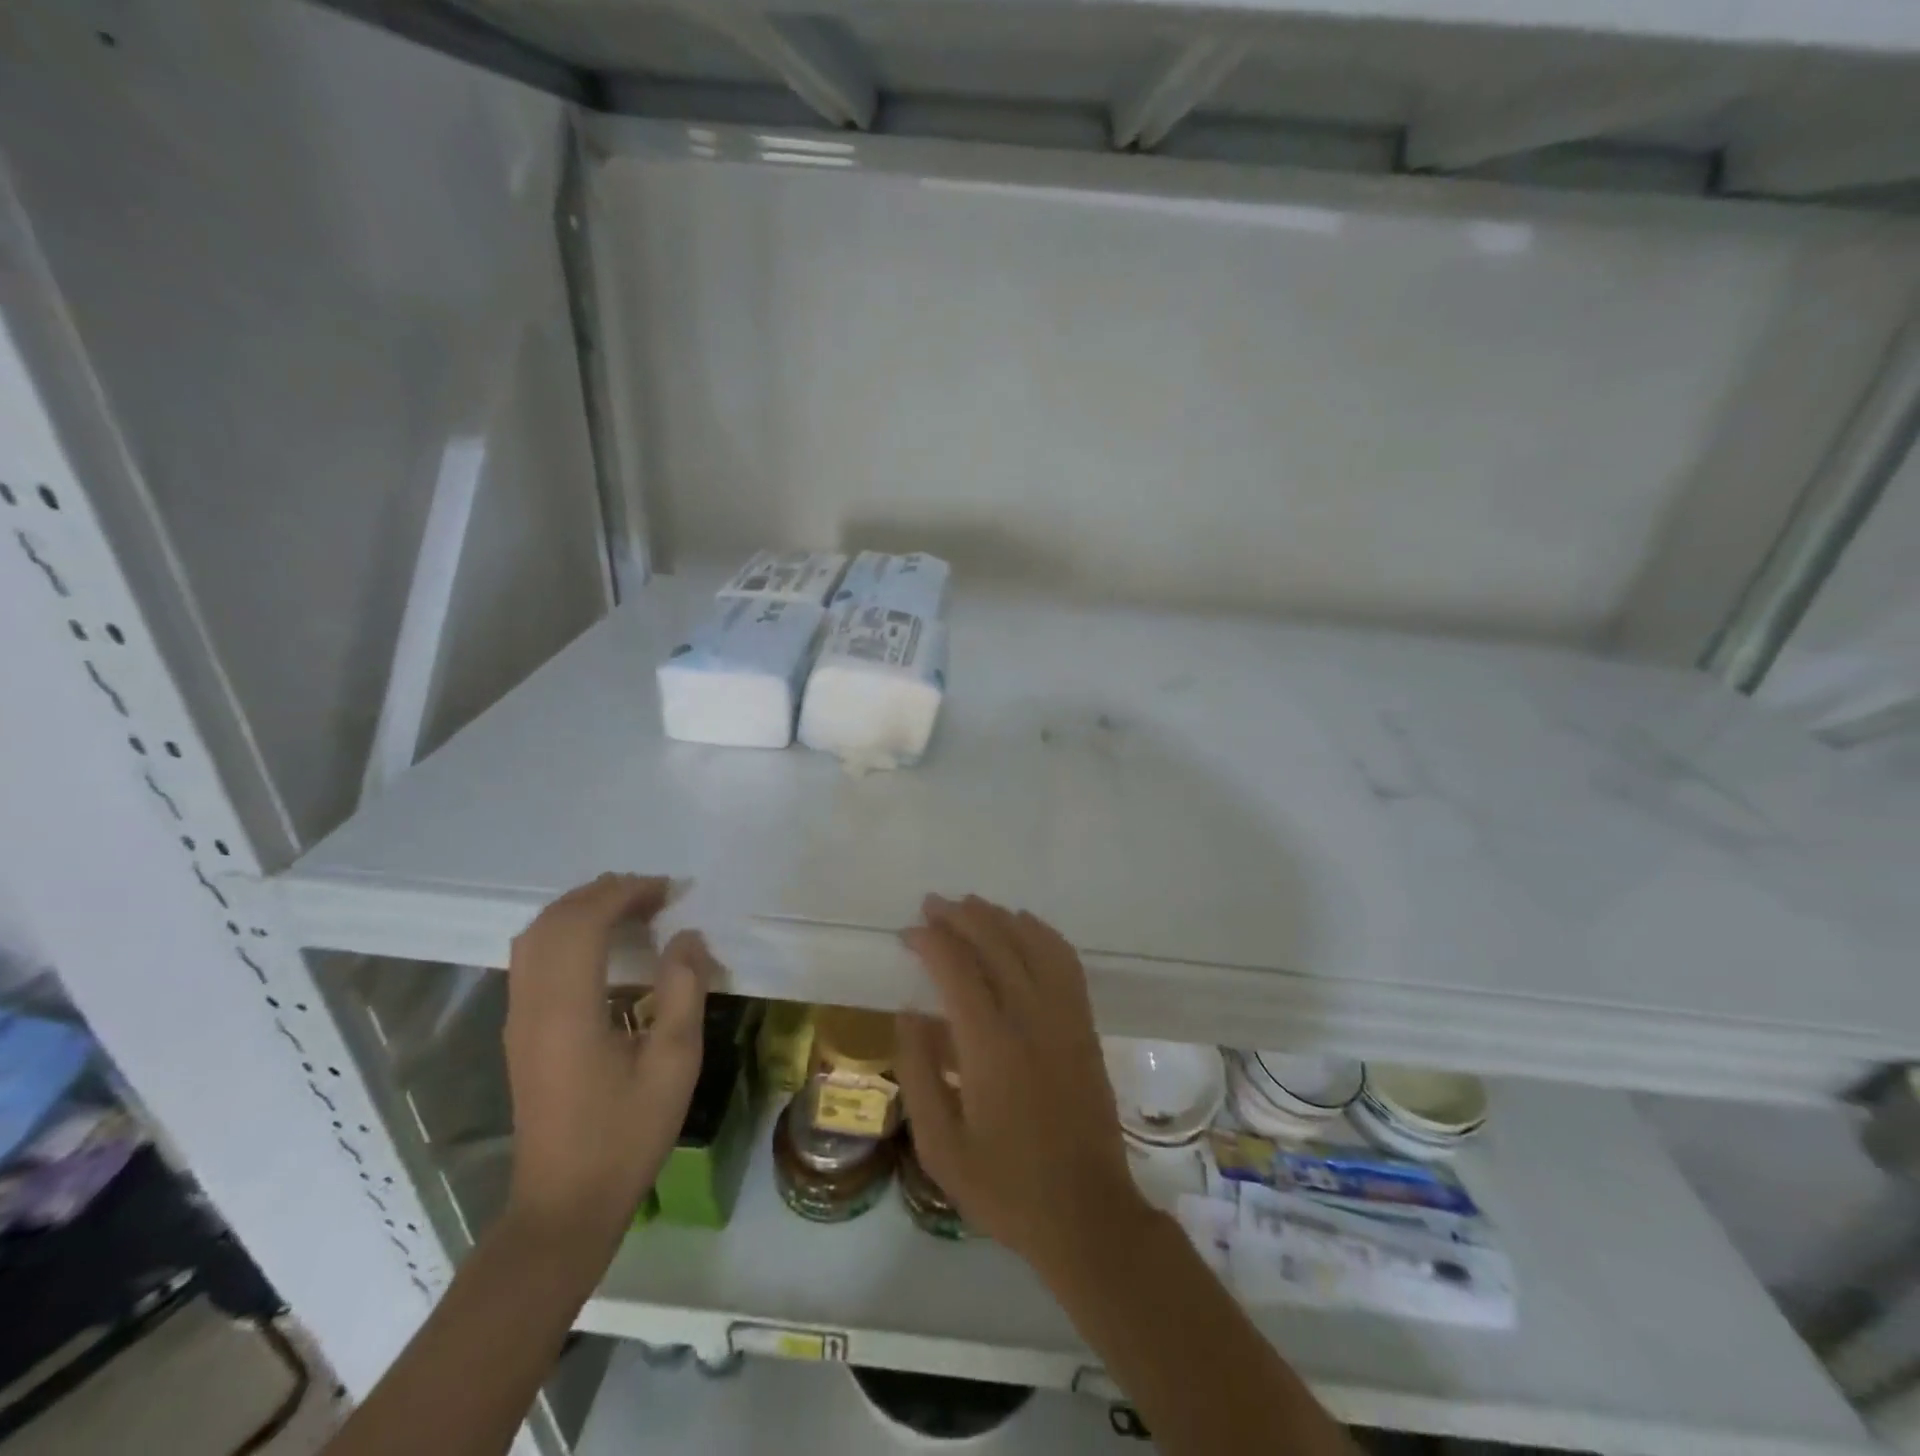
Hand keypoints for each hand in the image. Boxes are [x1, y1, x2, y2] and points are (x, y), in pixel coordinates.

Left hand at [502, 873, 718, 1248]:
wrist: (565, 1204)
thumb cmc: (626, 1134)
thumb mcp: (674, 1062)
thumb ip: (684, 990)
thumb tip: (687, 936)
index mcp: (567, 1009)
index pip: (584, 922)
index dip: (626, 893)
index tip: (670, 891)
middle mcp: (532, 1004)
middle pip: (554, 920)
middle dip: (604, 893)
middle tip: (656, 895)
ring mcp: (519, 1018)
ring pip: (536, 936)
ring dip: (583, 910)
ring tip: (634, 909)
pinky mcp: (520, 1031)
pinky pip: (534, 958)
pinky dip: (568, 933)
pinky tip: (605, 946)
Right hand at [894, 894, 1150, 1284]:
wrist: (1087, 1215)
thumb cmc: (1004, 1188)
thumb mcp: (940, 1146)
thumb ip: (919, 1072)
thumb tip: (907, 1012)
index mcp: (991, 1048)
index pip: (957, 970)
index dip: (931, 942)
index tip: (908, 933)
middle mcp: (1031, 1019)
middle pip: (996, 944)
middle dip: (961, 917)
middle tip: (932, 904)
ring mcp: (1066, 1019)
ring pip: (1033, 944)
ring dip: (1000, 917)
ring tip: (971, 906)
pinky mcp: (1085, 1026)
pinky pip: (1066, 962)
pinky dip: (1043, 934)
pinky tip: (1025, 926)